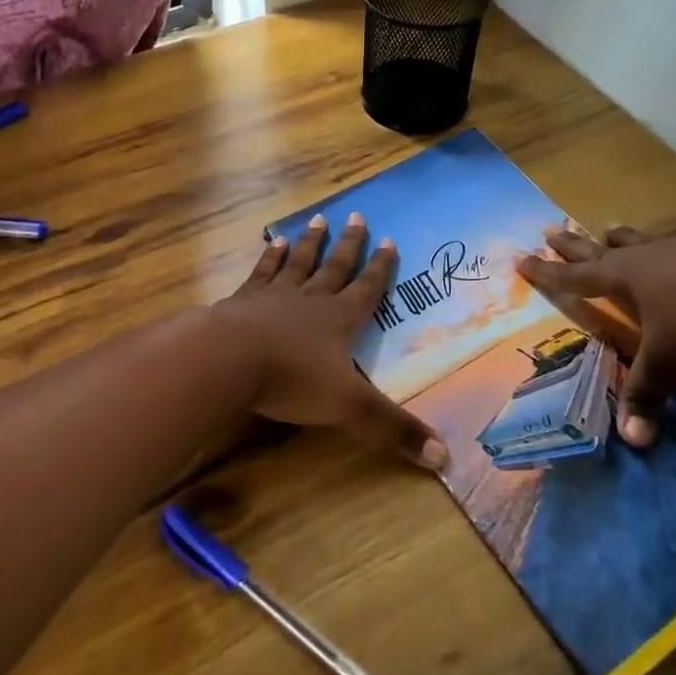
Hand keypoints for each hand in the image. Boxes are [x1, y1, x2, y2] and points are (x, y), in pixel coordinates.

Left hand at [215, 213, 448, 468]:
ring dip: (310, 242)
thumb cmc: (293, 380)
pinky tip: (272, 242)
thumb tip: (445, 459)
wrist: (230, 359)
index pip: (367, 289)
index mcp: (340, 320)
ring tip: (318, 220)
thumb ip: (393, 430)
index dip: (380, 268)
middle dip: (349, 244)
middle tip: (357, 215)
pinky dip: (269, 257)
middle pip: (335, 266)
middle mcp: (311, 299)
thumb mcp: (350, 408)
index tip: (389, 240)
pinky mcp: (244, 299)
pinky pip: (262, 271)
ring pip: (299, 262)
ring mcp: (275, 295)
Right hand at [518, 226, 675, 446]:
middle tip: (550, 230)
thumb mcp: (670, 362)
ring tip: (609, 229)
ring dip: (620, 238)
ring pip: (639, 240)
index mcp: (623, 277)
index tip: (521, 258)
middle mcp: (644, 257)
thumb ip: (646, 394)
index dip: (546, 272)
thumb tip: (631, 440)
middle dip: (572, 244)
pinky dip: (665, 250)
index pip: (574, 276)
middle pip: (598, 248)